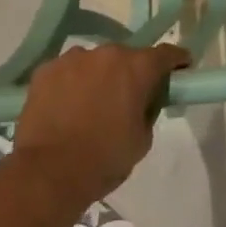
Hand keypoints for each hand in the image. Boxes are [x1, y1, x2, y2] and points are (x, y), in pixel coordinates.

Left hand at [11, 43, 189, 211]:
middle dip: (131, 73)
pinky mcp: (46, 70)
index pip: (166, 54)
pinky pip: (67, 71)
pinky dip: (70, 84)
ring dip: (98, 77)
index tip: (180, 70)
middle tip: (126, 98)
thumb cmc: (104, 159)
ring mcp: (73, 58)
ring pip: (94, 62)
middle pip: (127, 57)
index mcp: (137, 68)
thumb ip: (148, 111)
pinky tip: (65, 107)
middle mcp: (108, 53)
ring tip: (89, 105)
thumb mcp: (142, 139)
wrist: (47, 174)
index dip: (176, 62)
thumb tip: (143, 101)